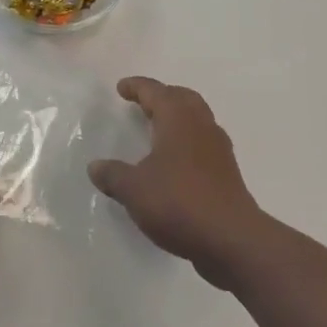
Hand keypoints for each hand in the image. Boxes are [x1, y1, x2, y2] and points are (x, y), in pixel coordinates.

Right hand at [89, 78, 265, 287]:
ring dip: (178, 118)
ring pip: (198, 119)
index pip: (155, 91)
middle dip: (162, 96)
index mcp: (178, 119)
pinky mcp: (227, 172)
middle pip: (182, 98)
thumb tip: (95, 167)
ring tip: (158, 130)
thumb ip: (113, 175)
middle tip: (143, 103)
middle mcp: (201, 125)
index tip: (122, 88)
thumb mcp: (134, 190)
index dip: (137, 87)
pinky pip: (204, 143)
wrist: (231, 239)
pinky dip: (188, 142)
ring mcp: (218, 149)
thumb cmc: (179, 202)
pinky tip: (176, 162)